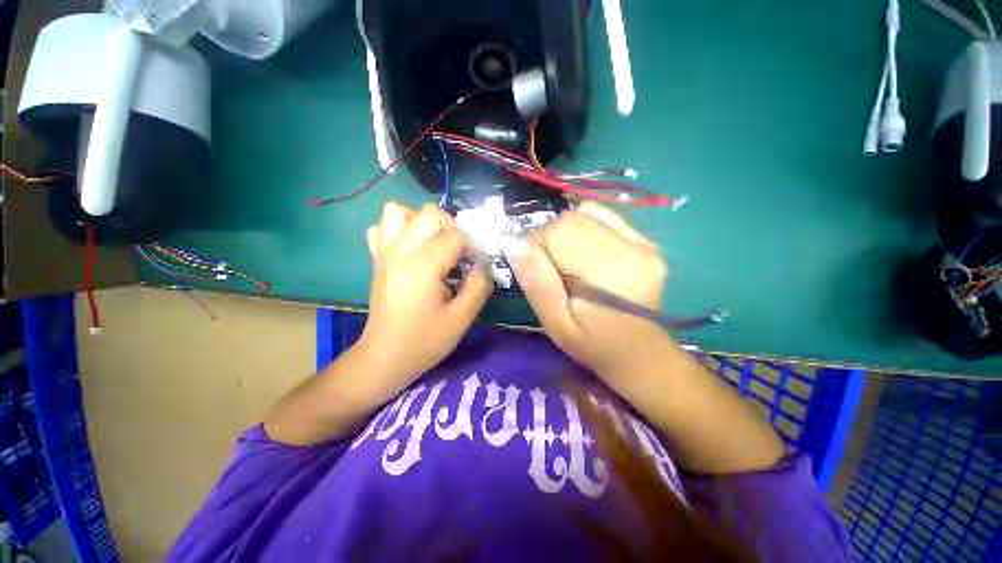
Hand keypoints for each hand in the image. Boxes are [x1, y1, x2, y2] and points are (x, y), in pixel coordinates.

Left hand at [357, 202, 492, 396]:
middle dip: (451, 228)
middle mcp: (400, 252)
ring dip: (423, 222)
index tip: (477, 265)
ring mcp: (384, 253)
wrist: (385, 356)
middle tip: (459, 252)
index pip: (455, 237)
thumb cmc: (424, 341)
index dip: (473, 248)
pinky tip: (412, 250)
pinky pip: (383, 228)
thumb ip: (478, 286)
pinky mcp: (377, 259)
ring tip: (435, 244)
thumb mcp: (461, 319)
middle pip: (429, 213)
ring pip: (399, 211)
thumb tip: (483, 264)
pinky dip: (400, 230)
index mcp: (422, 266)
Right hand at [507, 202, 670, 382]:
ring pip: (587, 212)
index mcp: (609, 275)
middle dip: (550, 238)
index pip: (559, 233)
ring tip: (568, 261)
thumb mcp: (556, 324)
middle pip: (573, 219)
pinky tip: (585, 252)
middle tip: (552, 269)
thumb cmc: (593, 344)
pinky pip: (604, 216)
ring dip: (566, 231)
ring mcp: (644, 243)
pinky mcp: (646, 241)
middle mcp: (632, 251)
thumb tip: (514, 244)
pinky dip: (585, 226)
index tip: (537, 271)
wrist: (639, 353)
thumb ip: (537, 284)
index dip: (538, 246)